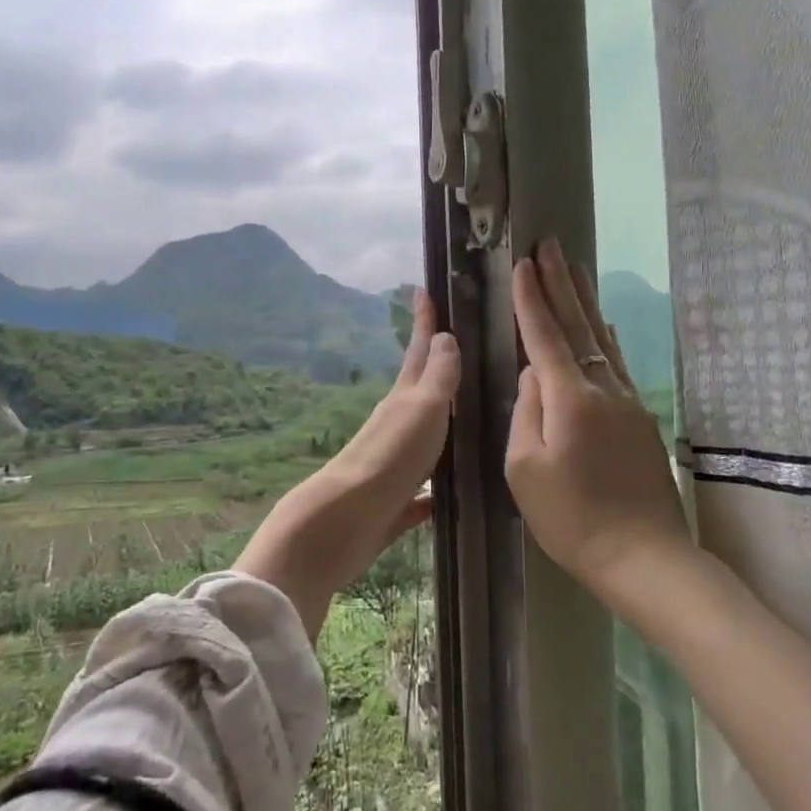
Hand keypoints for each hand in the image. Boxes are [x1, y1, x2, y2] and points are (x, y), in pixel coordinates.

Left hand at [239, 288, 458, 638]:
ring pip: (423, 437)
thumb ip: (437, 377)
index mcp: (403, 400)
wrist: (344, 521)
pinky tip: (447, 495)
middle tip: (457, 346)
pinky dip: (434, 488)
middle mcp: (396, 427)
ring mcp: (394, 465)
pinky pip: (421, 491)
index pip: (419, 351)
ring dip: (440, 425)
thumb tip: (444, 337)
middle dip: (436, 366)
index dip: (424, 321)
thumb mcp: (421, 409)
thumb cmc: (389, 458)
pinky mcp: (394, 504)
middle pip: (421, 389)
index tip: (423, 288)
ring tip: (466, 418)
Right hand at [506, 239, 693, 604]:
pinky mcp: (641, 420)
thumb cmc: (571, 519)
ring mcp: (628, 402)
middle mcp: (603, 389)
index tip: (521, 263)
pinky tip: (605, 327)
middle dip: (561, 284)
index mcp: (570, 399)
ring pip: (603, 340)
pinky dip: (606, 337)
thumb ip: (526, 412)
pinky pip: (618, 364)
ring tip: (574, 269)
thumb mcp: (525, 469)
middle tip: (550, 245)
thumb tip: (533, 373)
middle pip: (579, 325)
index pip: (544, 336)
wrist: (644, 558)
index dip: (530, 298)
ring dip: (585, 302)